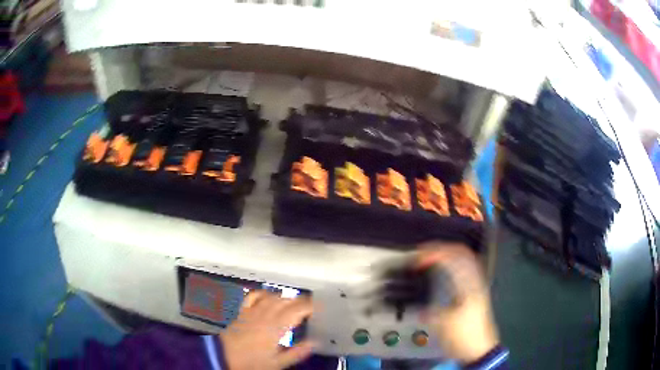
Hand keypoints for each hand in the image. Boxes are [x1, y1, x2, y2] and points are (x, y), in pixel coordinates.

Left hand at [220, 291, 313, 369]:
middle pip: (286, 301)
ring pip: (272, 297)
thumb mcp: (278, 363)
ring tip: (295, 302)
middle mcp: (265, 315)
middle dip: (301, 301)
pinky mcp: (242, 312)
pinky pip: (254, 296)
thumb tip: (314, 343)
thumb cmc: (252, 362)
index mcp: (276, 327)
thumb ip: (296, 352)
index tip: (320, 307)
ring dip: (285, 298)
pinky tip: (269, 296)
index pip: (297, 310)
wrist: (224, 357)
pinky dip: (264, 294)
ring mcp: (252, 312)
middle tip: (311, 306)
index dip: (310, 306)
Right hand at [416, 242, 498, 363]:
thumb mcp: (444, 325)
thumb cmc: (463, 336)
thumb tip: (420, 309)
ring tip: (433, 255)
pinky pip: (466, 269)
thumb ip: (431, 312)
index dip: (435, 253)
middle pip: (463, 253)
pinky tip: (446, 268)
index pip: (454, 259)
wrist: (480, 349)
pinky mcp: (476, 292)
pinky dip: (454, 263)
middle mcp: (475, 281)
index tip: (419, 258)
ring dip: (449, 253)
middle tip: (424, 251)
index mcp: (468, 287)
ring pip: (466, 259)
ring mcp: (477, 285)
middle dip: (442, 248)